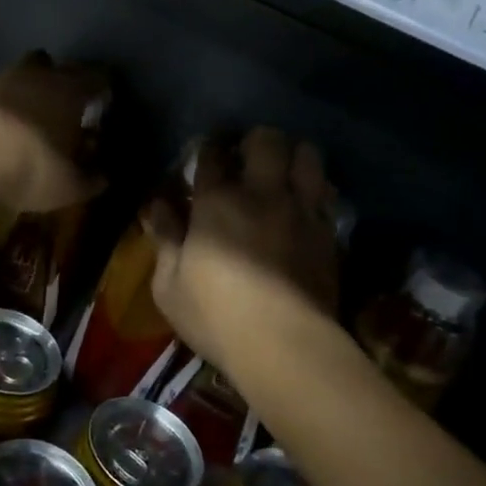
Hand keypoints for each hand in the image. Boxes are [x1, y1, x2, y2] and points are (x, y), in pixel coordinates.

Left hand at [0, 52, 110, 216]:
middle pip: (64, 67)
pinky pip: (4, 87)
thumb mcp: (70, 185)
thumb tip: (103, 176)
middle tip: (72, 109)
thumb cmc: (32, 167)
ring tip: (38, 111)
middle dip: (71, 83)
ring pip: (31, 70)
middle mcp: (43, 75)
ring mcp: (7, 78)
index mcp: (73, 90)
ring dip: (37, 85)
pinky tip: (8, 122)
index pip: (99, 77)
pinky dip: (10, 100)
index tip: (103, 109)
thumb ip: (91, 179)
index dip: (104, 91)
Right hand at [147, 128, 341, 373]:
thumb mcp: (169, 285)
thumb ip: (165, 238)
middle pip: (266, 140)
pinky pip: (327, 194)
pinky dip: (315, 190)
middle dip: (256, 140)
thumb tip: (157, 205)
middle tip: (248, 157)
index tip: (207, 155)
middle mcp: (262, 194)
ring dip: (294, 156)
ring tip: (283, 172)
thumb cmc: (216, 316)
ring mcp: (300, 210)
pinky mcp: (328, 233)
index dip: (209, 148)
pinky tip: (306, 204)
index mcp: (217, 202)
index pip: (213, 154)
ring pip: (307, 156)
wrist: (286, 346)